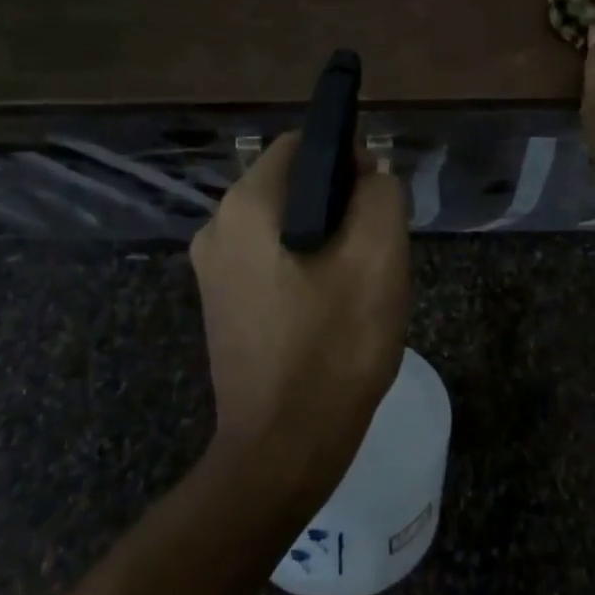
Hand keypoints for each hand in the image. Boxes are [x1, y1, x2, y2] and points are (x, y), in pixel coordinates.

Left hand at [189, 133, 410, 491]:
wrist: (282, 449)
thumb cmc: (334, 347)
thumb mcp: (379, 258)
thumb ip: (381, 194)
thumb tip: (368, 175)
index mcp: (246, 207)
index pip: (301, 145)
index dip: (347, 158)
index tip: (377, 198)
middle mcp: (217, 228)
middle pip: (292, 186)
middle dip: (339, 204)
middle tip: (375, 249)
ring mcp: (212, 270)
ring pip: (284, 226)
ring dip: (325, 239)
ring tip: (357, 284)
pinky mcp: (220, 305)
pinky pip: (270, 260)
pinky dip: (304, 267)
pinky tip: (330, 309)